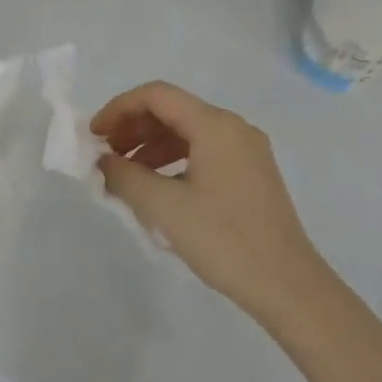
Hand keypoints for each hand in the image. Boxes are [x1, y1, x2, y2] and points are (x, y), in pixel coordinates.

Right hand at [92, 82, 327, 327]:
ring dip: (151, 146)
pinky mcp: (252, 173)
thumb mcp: (164, 207)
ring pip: (188, 132)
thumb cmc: (223, 240)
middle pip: (172, 110)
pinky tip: (158, 189)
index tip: (94, 136)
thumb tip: (102, 161)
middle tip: (106, 157)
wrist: (287, 285)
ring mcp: (247, 150)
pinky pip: (204, 152)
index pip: (156, 95)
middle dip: (133, 128)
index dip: (119, 109)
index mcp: (215, 125)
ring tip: (126, 177)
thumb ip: (124, 176)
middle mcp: (234, 127)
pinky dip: (174, 161)